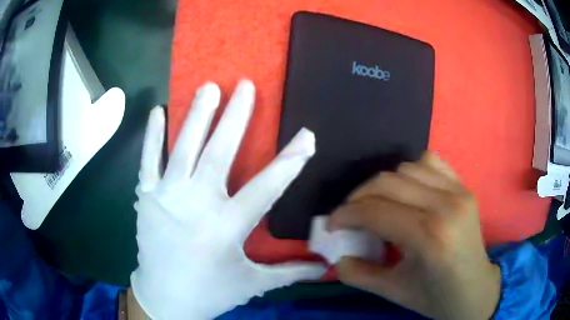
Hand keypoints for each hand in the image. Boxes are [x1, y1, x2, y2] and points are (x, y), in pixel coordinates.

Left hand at [131, 80, 325, 318]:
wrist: (164, 298)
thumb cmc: (210, 292)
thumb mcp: (252, 284)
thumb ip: (289, 272)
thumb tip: (325, 269)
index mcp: (226, 228)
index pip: (265, 188)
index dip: (289, 162)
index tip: (307, 136)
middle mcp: (196, 206)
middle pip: (218, 153)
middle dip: (235, 117)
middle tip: (245, 85)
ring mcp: (166, 197)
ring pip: (183, 148)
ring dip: (196, 115)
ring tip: (209, 87)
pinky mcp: (147, 197)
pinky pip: (148, 160)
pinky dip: (152, 135)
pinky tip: (157, 110)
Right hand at [330, 152, 500, 319]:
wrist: (475, 290)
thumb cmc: (437, 298)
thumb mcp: (394, 292)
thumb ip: (360, 275)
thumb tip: (336, 256)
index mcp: (430, 238)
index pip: (377, 211)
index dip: (346, 215)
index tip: (331, 225)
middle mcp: (446, 206)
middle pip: (388, 183)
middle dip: (358, 197)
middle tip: (348, 216)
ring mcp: (459, 192)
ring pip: (407, 168)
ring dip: (382, 185)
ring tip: (376, 206)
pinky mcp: (464, 187)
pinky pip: (430, 163)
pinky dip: (410, 172)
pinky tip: (407, 192)